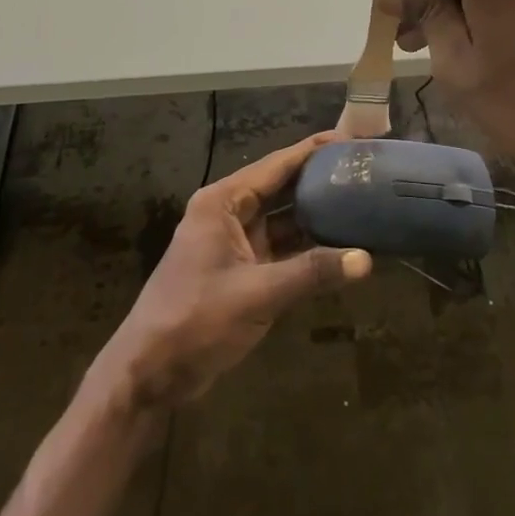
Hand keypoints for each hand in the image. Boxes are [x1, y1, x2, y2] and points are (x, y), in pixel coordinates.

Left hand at [87, 132, 371, 412]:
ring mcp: (235, 243)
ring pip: (284, 219)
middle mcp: (229, 214)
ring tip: (362, 202)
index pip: (277, 165)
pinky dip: (308, 247)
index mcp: (223, 202)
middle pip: (283, 187)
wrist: (149, 375)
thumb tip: (366, 259)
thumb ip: (311, 273)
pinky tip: (341, 246)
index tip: (352, 140)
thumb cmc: (194, 321)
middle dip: (321, 179)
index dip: (315, 150)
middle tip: (365, 171)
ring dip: (317, 214)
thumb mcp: (256, 294)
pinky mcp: (242, 271)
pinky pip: (282, 248)